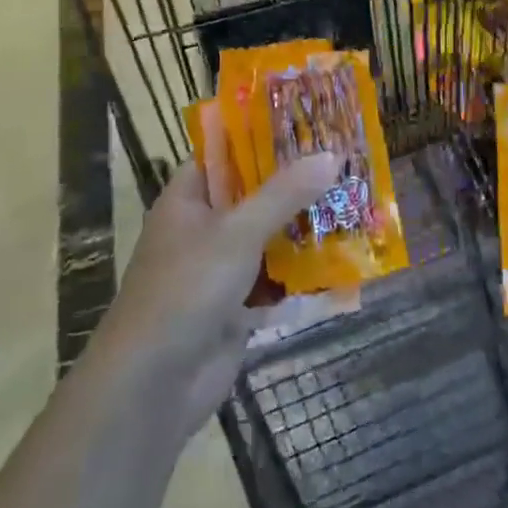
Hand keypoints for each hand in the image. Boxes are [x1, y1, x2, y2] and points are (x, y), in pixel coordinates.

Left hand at [102, 152, 341, 435]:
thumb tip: (331, 154)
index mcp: (188, 199)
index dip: (262, 136)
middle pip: (254, 195)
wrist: (153, 385)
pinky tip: (343, 261)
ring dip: (304, 228)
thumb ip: (284, 194)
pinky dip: (302, 274)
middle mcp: (202, 228)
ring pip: (269, 238)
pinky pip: (275, 281)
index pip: (225, 153)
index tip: (308, 122)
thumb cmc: (186, 289)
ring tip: (354, 203)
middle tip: (345, 161)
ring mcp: (219, 270)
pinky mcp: (236, 308)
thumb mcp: (237, 232)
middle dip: (296, 183)